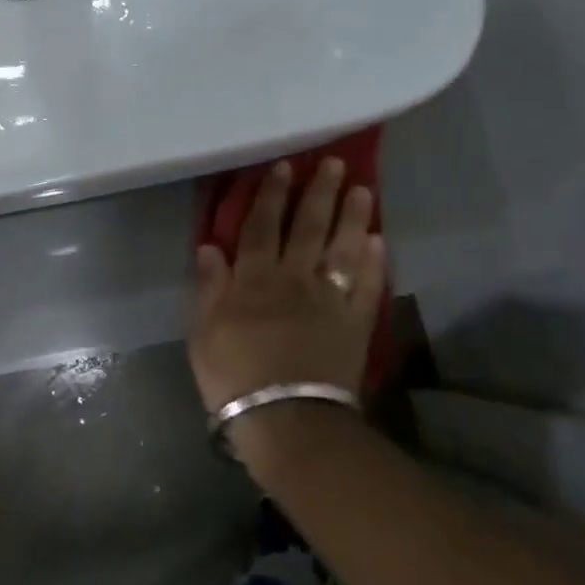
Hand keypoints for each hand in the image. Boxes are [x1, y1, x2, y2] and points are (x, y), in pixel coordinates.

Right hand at [187, 159, 384, 416]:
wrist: (287, 422)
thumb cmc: (235, 376)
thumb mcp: (203, 332)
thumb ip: (208, 286)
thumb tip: (210, 245)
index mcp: (255, 278)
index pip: (262, 225)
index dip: (271, 194)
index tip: (284, 166)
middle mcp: (294, 278)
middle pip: (307, 228)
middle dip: (319, 193)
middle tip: (333, 163)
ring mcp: (328, 300)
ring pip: (342, 249)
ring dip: (352, 217)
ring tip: (364, 189)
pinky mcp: (354, 325)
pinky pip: (367, 287)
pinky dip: (376, 263)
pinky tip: (380, 241)